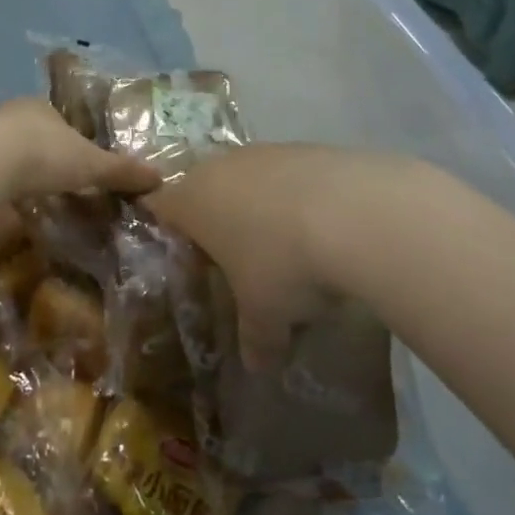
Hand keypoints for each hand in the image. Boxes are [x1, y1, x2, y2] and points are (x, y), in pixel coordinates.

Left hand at [0, 98, 164, 200]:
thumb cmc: (45, 154)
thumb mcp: (91, 164)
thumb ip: (121, 170)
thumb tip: (159, 177)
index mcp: (41, 106)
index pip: (58, 118)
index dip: (68, 137)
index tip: (74, 159)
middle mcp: (10, 113)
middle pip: (29, 131)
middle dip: (39, 151)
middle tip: (50, 178)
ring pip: (3, 148)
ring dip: (13, 166)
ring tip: (25, 192)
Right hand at [147, 144, 385, 370]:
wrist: (356, 212)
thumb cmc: (283, 265)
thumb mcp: (265, 314)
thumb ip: (254, 339)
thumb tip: (257, 366)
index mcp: (192, 201)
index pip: (159, 206)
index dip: (168, 230)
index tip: (186, 256)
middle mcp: (220, 167)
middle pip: (204, 189)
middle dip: (217, 220)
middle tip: (236, 258)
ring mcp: (265, 152)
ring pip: (248, 178)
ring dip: (260, 206)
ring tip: (286, 245)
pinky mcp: (306, 147)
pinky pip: (288, 174)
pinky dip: (297, 196)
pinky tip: (323, 226)